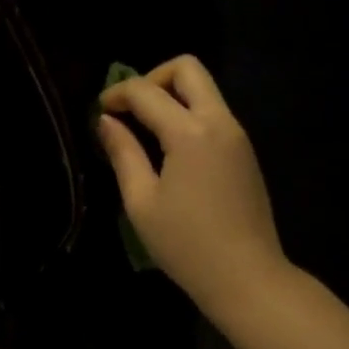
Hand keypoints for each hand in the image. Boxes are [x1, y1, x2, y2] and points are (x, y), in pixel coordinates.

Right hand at [98, 56, 286, 318]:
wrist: (248, 279)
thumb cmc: (187, 245)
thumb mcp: (142, 201)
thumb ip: (123, 153)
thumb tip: (106, 121)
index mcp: (190, 133)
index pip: (147, 91)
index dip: (117, 94)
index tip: (100, 111)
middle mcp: (219, 122)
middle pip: (187, 69)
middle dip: (153, 78)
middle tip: (131, 110)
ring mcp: (237, 135)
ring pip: (204, 89)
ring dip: (172, 96)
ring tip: (145, 129)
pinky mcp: (244, 151)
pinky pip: (213, 112)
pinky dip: (187, 113)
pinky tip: (168, 147)